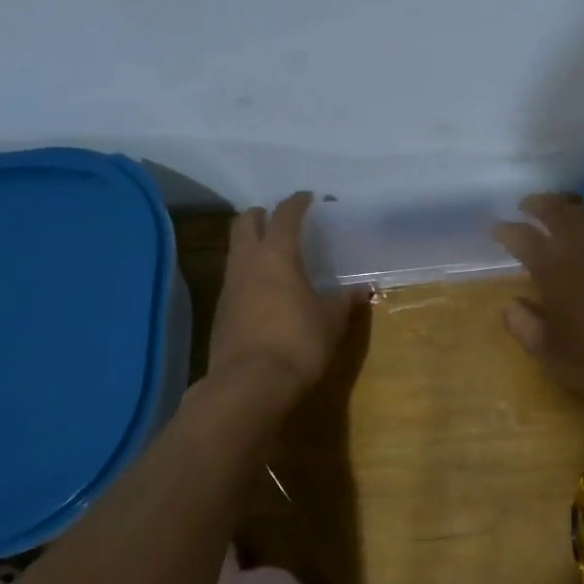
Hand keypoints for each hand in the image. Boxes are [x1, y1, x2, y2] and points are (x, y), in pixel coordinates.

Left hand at [209, 192, 364, 399]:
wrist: (250, 384)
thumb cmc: (299, 341)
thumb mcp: (332, 320)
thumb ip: (346, 300)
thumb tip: (363, 289)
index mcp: (277, 255)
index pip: (285, 216)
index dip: (297, 203)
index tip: (308, 198)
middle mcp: (247, 262)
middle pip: (244, 223)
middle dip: (261, 215)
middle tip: (281, 220)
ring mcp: (229, 286)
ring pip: (235, 250)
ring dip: (251, 244)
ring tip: (275, 254)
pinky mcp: (221, 311)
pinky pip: (234, 278)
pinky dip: (248, 273)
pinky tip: (265, 289)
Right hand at [493, 194, 583, 432]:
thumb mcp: (547, 351)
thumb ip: (523, 324)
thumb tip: (510, 305)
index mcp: (552, 268)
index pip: (521, 237)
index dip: (506, 230)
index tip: (497, 229)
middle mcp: (583, 246)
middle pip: (556, 210)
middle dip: (538, 204)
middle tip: (527, 205)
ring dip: (569, 211)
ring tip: (561, 215)